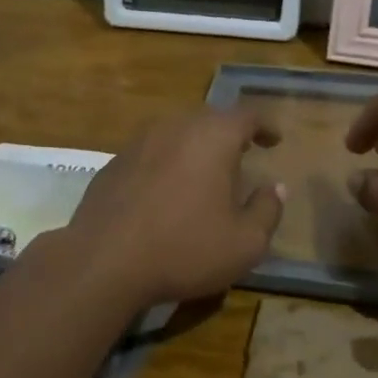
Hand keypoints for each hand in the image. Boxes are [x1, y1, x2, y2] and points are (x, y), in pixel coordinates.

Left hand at [64, 109, 284, 307]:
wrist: (103, 261)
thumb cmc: (184, 249)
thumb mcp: (244, 243)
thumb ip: (267, 210)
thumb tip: (275, 188)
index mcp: (212, 137)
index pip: (247, 116)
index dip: (265, 125)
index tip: (274, 140)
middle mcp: (175, 127)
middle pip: (210, 119)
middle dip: (230, 134)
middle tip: (242, 155)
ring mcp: (139, 142)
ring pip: (177, 133)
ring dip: (196, 148)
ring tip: (205, 174)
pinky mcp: (114, 163)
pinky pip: (152, 153)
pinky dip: (167, 163)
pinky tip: (167, 192)